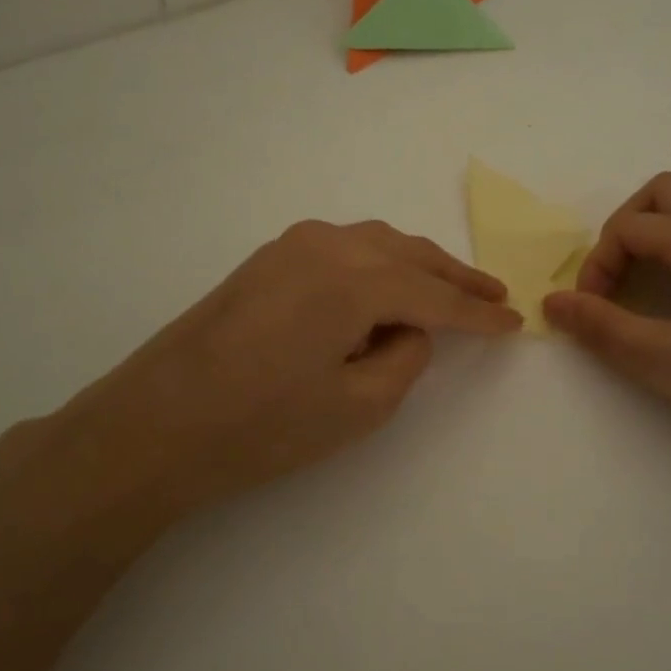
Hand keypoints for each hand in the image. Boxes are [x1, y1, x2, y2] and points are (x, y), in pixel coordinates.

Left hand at [0, 221, 520, 532]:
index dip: (479, 315)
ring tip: (452, 286)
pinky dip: (379, 262)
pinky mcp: (269, 258)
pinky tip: (388, 282)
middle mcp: (329, 245)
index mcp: (356, 280)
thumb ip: (404, 358)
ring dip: (418, 264)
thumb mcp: (357, 407)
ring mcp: (293, 245)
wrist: (156, 423)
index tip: (514, 322)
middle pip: (411, 256)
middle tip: (495, 295)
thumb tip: (410, 329)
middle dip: (456, 278)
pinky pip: (344, 248)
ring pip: (377, 244)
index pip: (436, 298)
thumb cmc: (261, 427)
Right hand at [543, 173, 670, 486]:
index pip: (629, 228)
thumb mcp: (667, 364)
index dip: (596, 266)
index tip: (590, 314)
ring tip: (648, 273)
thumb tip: (550, 302)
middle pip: (665, 193)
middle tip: (614, 282)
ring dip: (663, 223)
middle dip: (625, 228)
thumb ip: (603, 328)